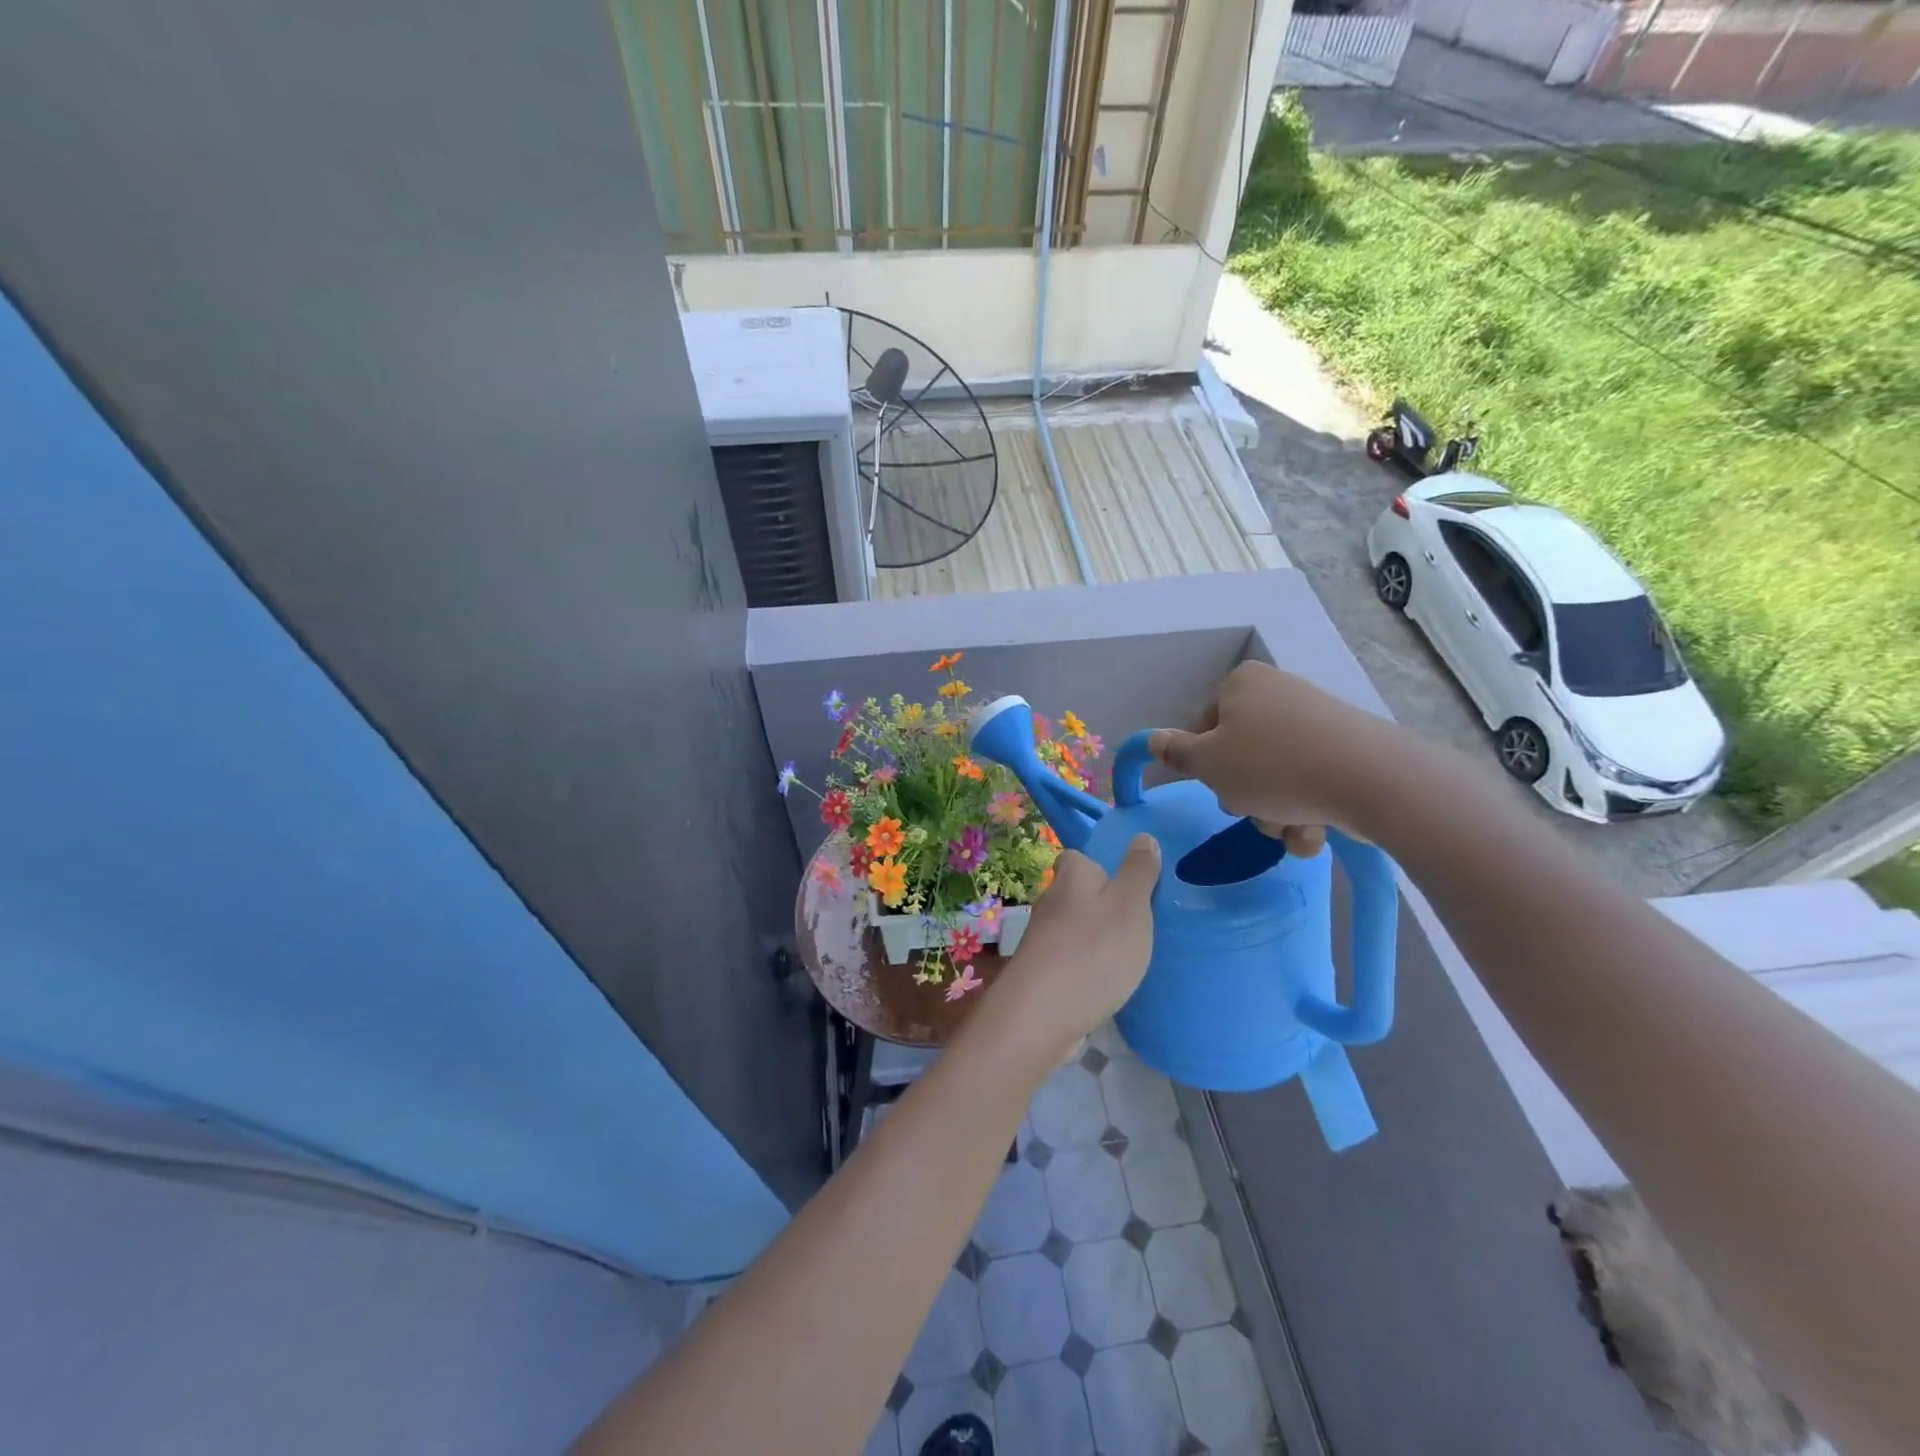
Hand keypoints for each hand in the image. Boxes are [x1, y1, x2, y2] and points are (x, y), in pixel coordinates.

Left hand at [992, 838, 1160, 1056]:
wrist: (1043, 1015)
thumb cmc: (1093, 950)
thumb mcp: (1130, 905)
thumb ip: (1139, 872)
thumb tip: (1142, 836)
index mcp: (1070, 877)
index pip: (1078, 857)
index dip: (1102, 865)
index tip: (1130, 882)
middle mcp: (1050, 902)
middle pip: (1077, 893)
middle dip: (1103, 904)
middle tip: (1141, 921)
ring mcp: (1043, 940)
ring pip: (1074, 929)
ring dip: (1096, 938)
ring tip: (1131, 954)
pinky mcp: (1042, 974)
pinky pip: (1071, 960)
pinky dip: (1088, 967)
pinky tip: (1109, 982)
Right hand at [1149, 662, 1399, 848]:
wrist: (1371, 779)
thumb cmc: (1272, 766)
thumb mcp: (1208, 764)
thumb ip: (1176, 754)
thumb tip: (1153, 739)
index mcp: (1242, 684)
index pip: (1204, 726)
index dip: (1204, 764)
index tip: (1215, 786)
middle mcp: (1279, 693)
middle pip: (1241, 754)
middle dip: (1245, 794)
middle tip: (1251, 809)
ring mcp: (1317, 721)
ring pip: (1276, 777)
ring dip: (1274, 813)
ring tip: (1290, 826)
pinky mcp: (1348, 750)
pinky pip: (1311, 783)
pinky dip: (1307, 810)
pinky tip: (1315, 829)